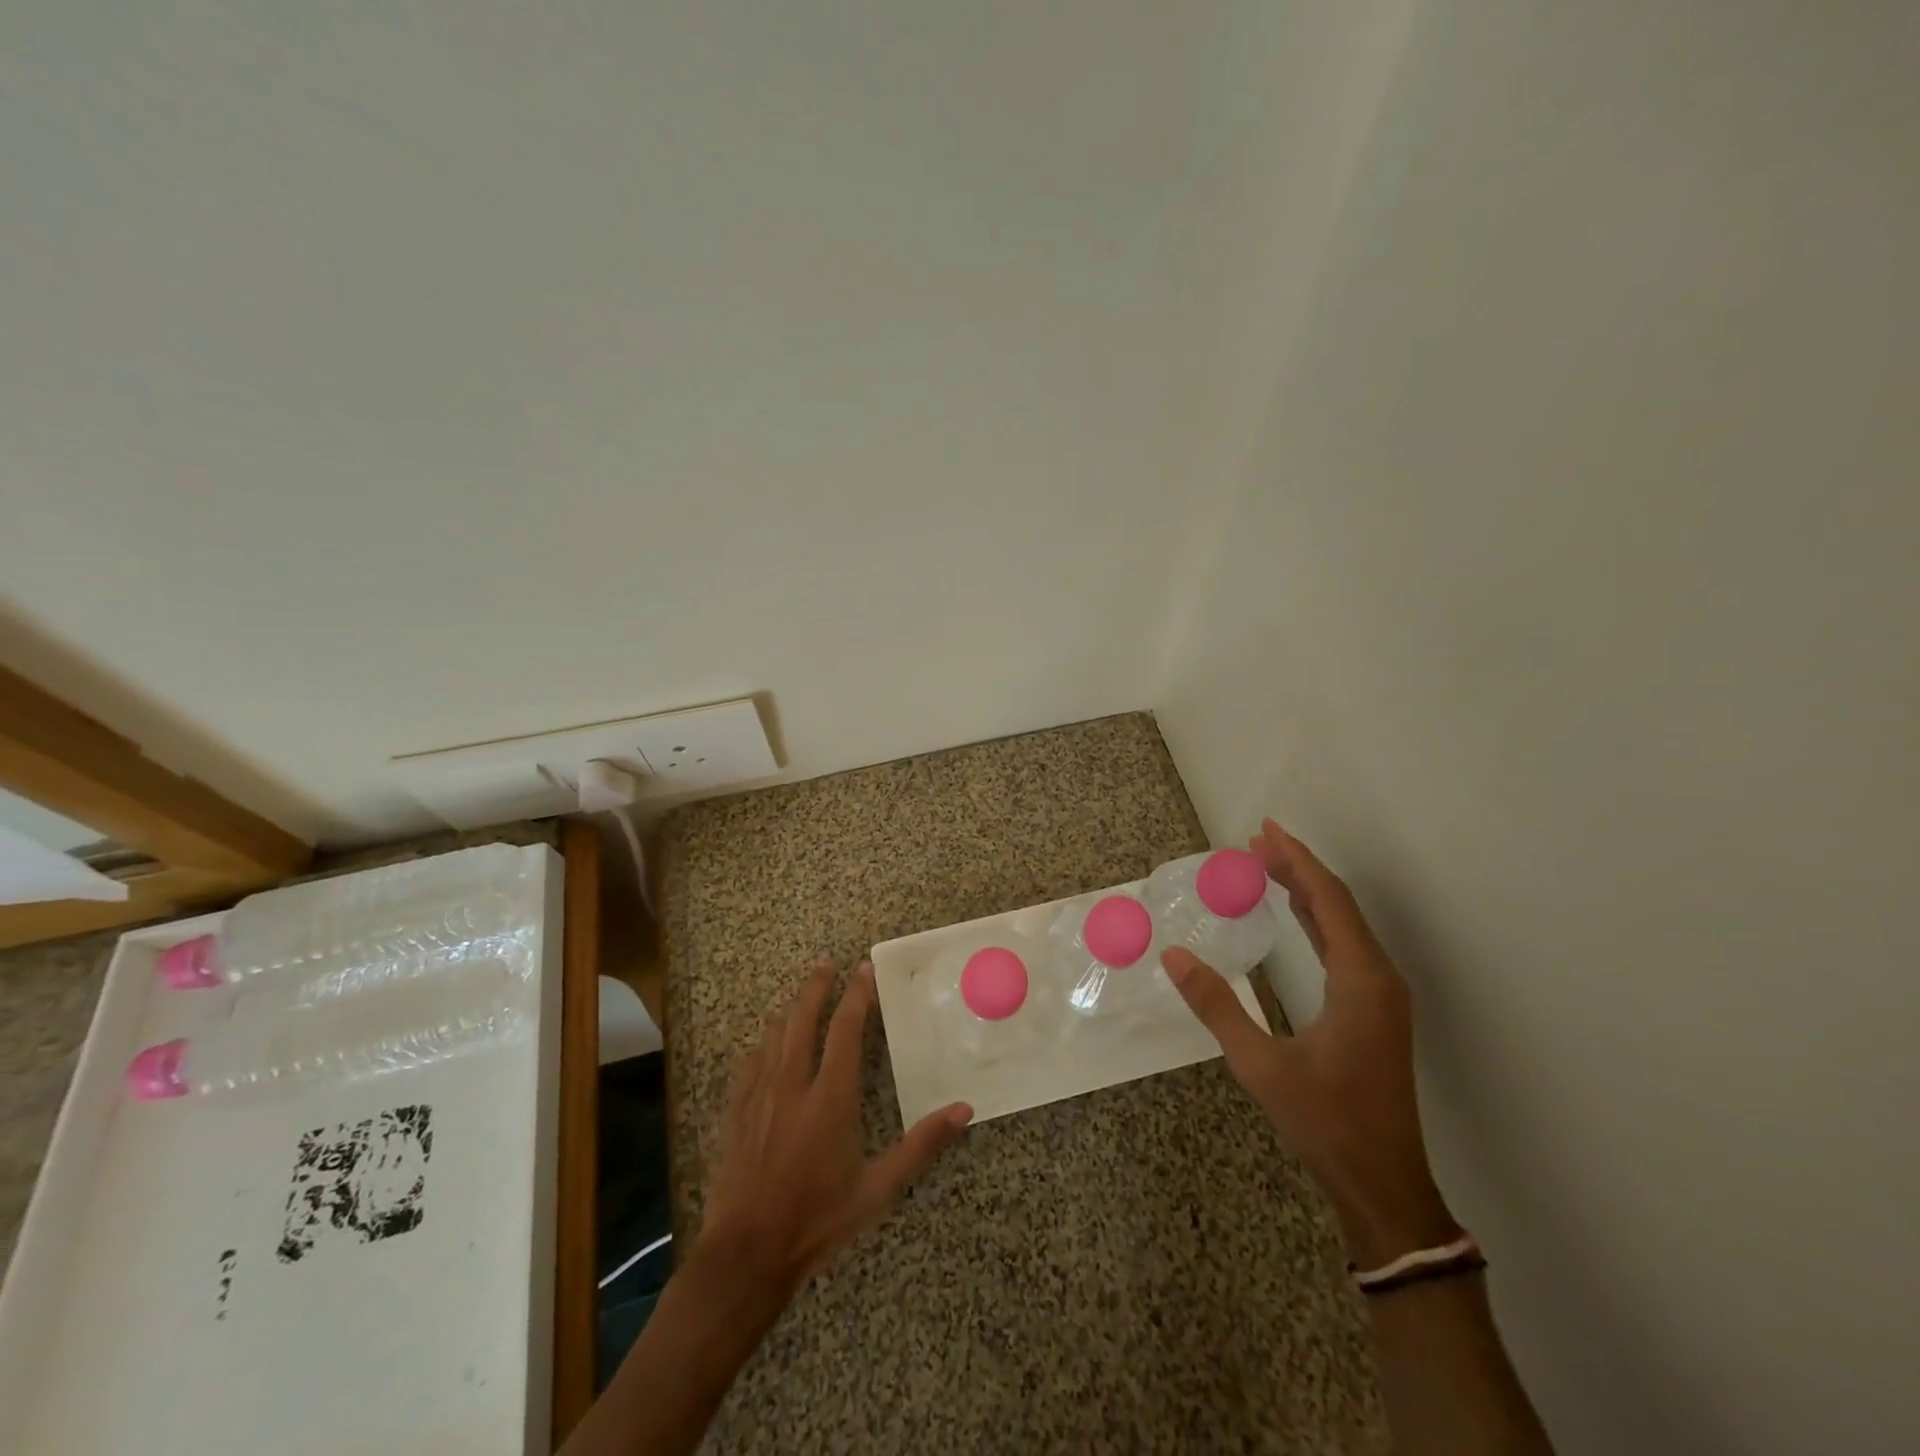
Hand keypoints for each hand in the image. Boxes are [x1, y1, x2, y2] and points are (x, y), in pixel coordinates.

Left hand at [697, 959, 972, 1302]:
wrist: (747, 1254)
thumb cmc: (818, 1220)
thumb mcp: (878, 1189)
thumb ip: (921, 1146)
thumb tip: (964, 1109)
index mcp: (830, 1097)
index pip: (845, 1030)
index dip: (856, 996)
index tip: (863, 970)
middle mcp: (792, 1084)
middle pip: (802, 1019)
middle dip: (816, 986)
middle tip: (826, 961)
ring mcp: (759, 1097)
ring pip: (774, 1036)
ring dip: (789, 1009)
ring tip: (801, 992)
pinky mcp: (735, 1114)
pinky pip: (748, 1064)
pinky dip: (761, 1044)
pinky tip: (764, 1041)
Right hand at [1162, 819, 1456, 1266]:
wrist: (1383, 1183)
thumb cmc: (1325, 1122)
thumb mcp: (1261, 1064)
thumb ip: (1217, 1006)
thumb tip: (1173, 956)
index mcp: (1361, 981)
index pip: (1328, 901)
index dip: (1296, 861)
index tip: (1264, 832)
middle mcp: (1379, 978)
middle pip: (1338, 904)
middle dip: (1298, 868)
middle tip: (1256, 842)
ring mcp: (1381, 996)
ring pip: (1344, 924)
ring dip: (1308, 891)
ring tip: (1269, 865)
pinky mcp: (1375, 1011)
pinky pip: (1346, 946)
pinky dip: (1317, 919)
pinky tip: (1296, 913)